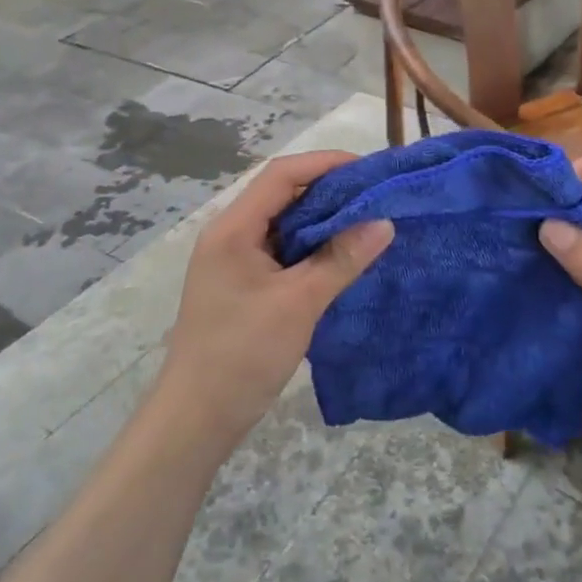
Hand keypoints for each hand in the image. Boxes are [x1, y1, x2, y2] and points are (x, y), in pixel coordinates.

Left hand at [159, 150, 392, 450]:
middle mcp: (229, 235)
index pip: (281, 175)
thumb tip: (384, 222)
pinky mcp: (241, 284)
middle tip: (374, 195)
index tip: (367, 169)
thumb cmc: (243, 353)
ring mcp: (233, 261)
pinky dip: (310, 246)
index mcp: (233, 228)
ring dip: (320, 219)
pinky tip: (340, 255)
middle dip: (327, 189)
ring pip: (282, 223)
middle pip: (281, 194)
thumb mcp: (298, 303)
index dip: (324, 163)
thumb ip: (341, 259)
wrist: (196, 418)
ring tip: (365, 220)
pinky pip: (280, 250)